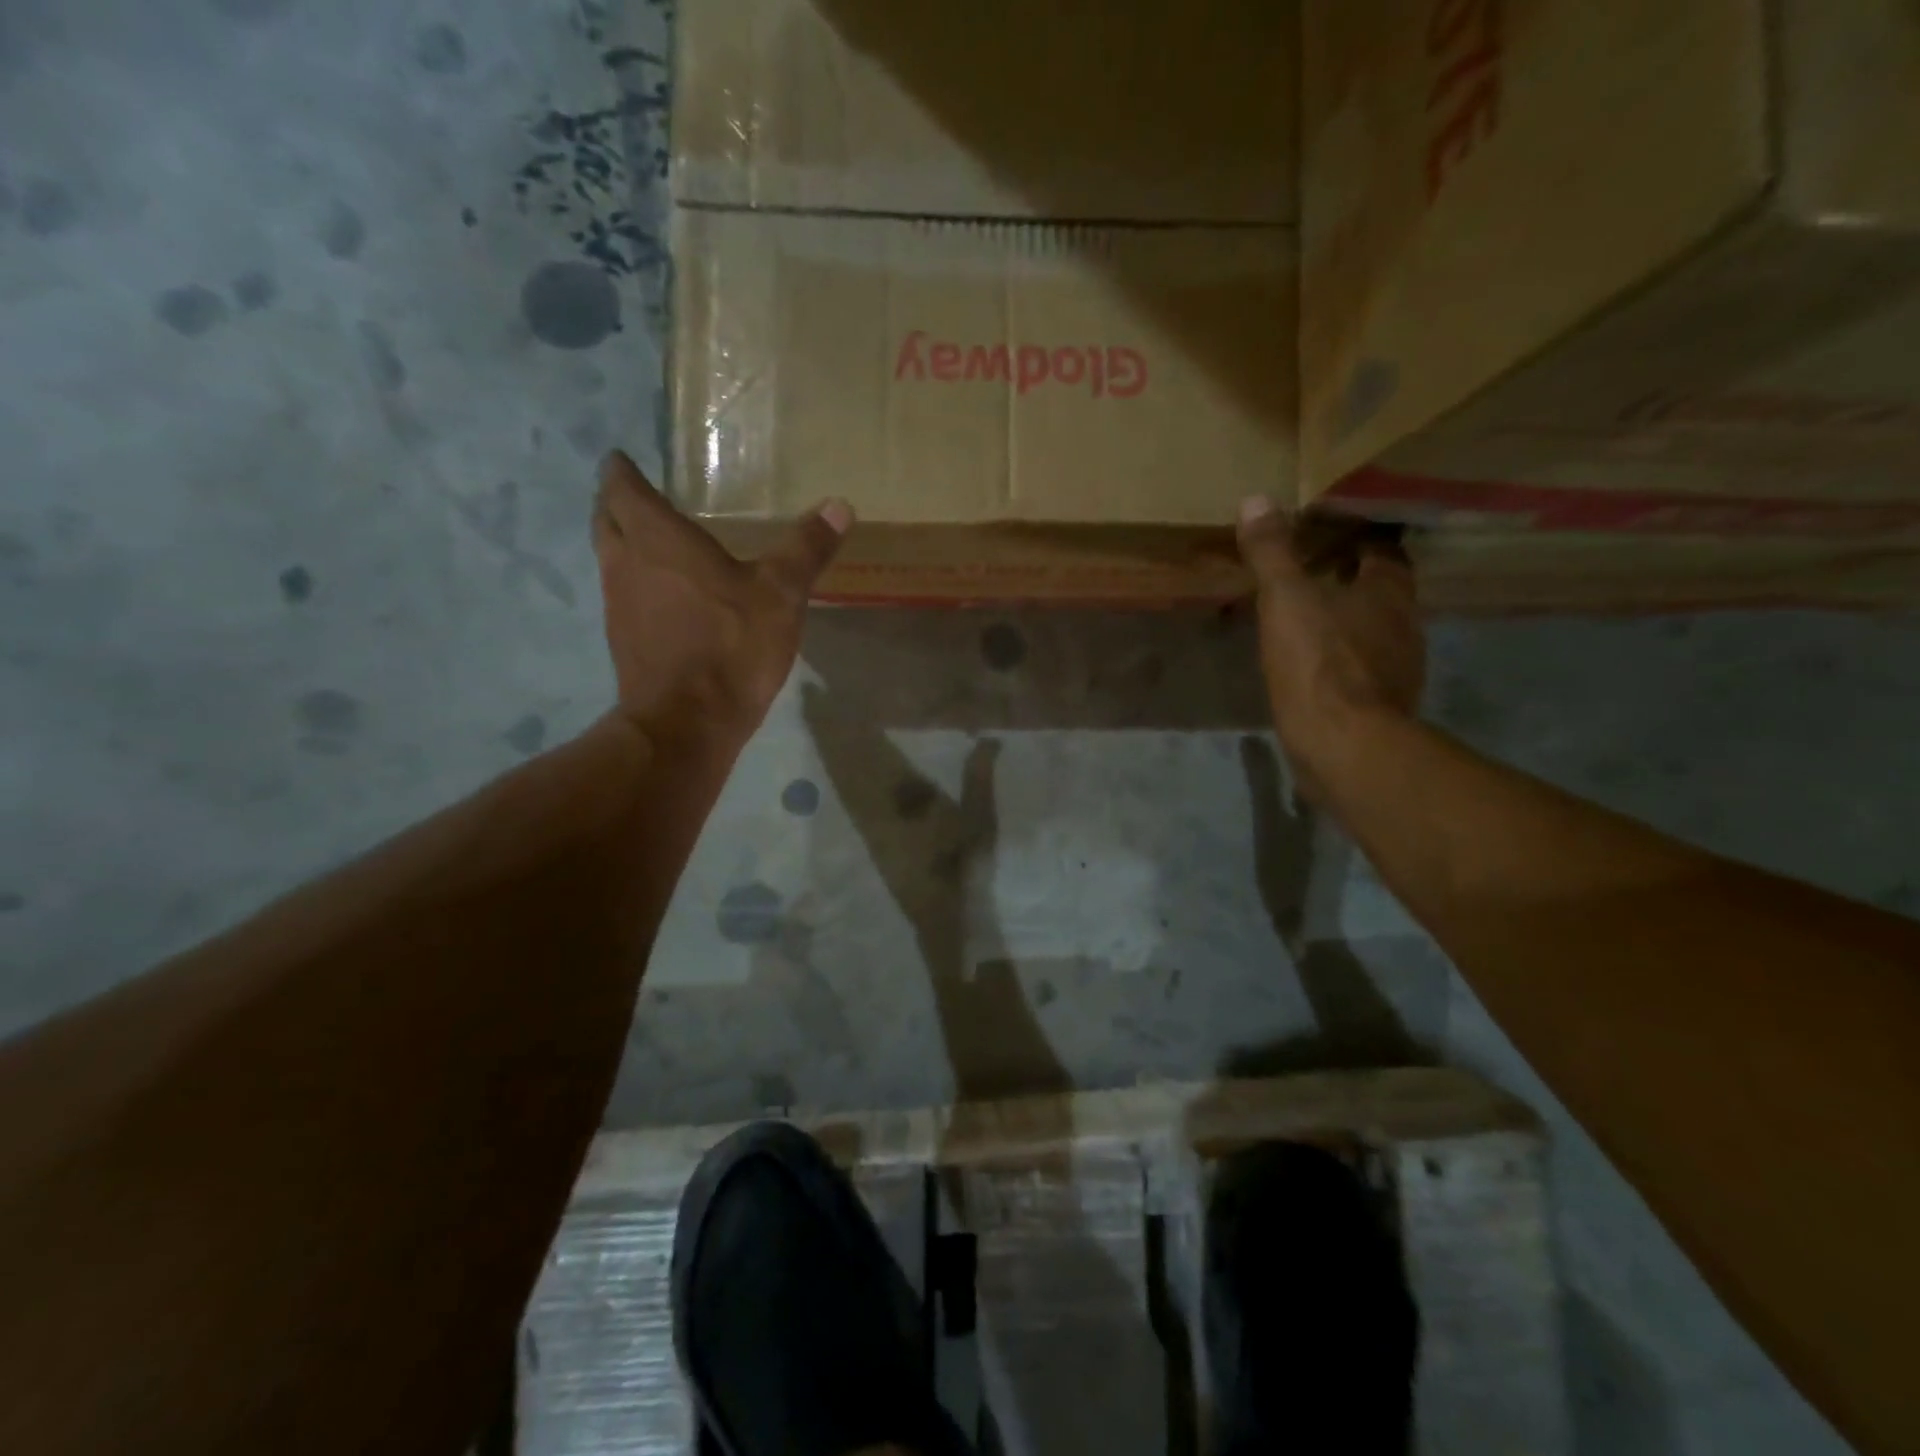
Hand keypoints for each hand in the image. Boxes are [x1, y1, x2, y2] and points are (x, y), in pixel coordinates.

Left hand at [592, 452, 849, 743]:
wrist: (687, 723)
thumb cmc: (731, 646)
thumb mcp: (781, 594)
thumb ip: (806, 548)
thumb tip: (840, 505)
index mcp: (657, 539)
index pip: (622, 488)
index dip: (621, 470)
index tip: (624, 460)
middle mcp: (626, 563)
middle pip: (606, 519)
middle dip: (615, 503)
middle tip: (637, 496)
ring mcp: (618, 605)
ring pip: (610, 558)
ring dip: (623, 543)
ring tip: (652, 542)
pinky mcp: (623, 641)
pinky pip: (622, 595)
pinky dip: (635, 583)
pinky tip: (663, 597)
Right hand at [1237, 498, 1423, 783]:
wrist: (1345, 747)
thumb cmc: (1319, 664)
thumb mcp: (1286, 600)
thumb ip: (1272, 553)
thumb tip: (1256, 499)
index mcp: (1389, 593)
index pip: (1386, 551)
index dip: (1363, 537)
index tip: (1334, 529)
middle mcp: (1404, 626)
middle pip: (1384, 591)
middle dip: (1355, 579)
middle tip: (1315, 569)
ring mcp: (1398, 670)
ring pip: (1376, 632)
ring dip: (1350, 622)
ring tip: (1312, 616)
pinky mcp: (1382, 706)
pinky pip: (1363, 669)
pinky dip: (1344, 660)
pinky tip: (1316, 666)